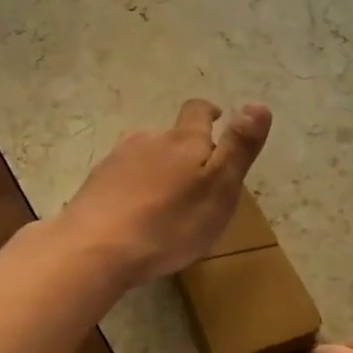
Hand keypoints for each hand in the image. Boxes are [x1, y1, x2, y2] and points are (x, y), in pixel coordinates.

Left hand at [60, 99, 271, 285]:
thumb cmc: (170, 223)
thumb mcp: (219, 188)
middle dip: (184, 152)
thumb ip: (238, 147)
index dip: (208, 113)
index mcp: (183, 141)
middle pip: (169, 137)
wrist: (95, 248)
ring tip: (165, 203)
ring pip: (143, 157)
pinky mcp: (94, 185)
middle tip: (196, 183)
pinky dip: (132, 191)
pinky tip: (134, 217)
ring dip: (157, 172)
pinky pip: (120, 180)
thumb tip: (258, 105)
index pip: (197, 111)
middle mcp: (147, 140)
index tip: (217, 118)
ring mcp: (115, 161)